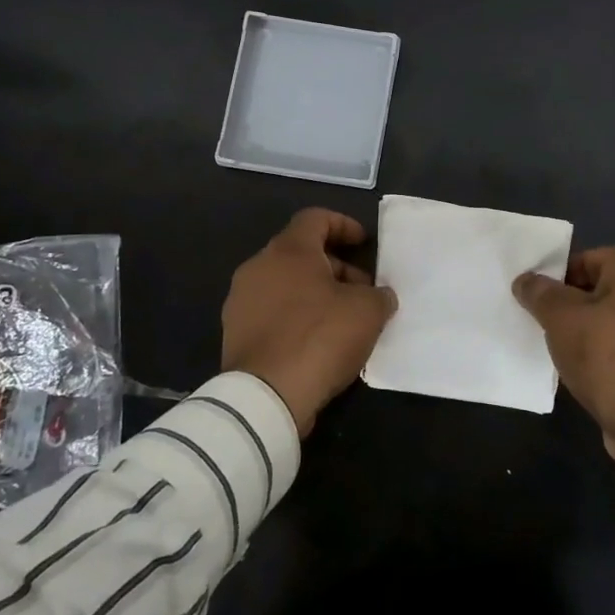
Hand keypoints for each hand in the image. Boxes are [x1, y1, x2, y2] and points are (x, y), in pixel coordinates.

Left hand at [222, 208, 397, 436]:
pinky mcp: (235, 332)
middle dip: (335, 267)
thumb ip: (379, 295)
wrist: (266, 396)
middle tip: (362, 292)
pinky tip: (317, 343)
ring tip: (343, 320)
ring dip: (315, 293)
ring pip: (285, 284)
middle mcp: (258, 266)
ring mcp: (241, 300)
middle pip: (301, 253)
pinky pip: (272, 312)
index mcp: (289, 250)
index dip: (343, 225)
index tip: (363, 243)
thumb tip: (379, 296)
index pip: (315, 218)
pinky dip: (296, 317)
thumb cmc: (321, 337)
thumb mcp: (368, 311)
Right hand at [513, 247, 614, 462]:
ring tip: (568, 347)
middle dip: (576, 302)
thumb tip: (526, 280)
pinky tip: (594, 367)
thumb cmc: (607, 357)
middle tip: (550, 324)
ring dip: (595, 326)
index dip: (559, 278)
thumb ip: (541, 294)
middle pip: (606, 286)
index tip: (540, 302)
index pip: (589, 258)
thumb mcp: (562, 320)